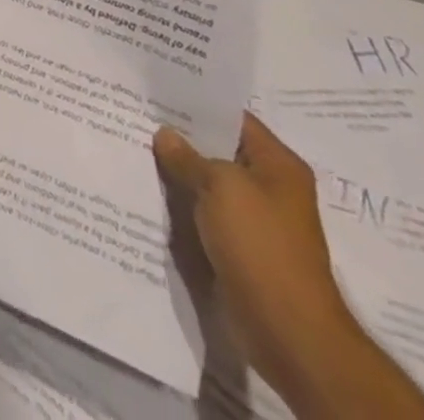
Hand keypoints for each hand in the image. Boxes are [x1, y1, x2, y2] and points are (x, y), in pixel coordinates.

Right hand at [153, 115, 362, 401]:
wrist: (288, 332)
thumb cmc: (261, 245)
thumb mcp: (220, 187)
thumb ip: (188, 157)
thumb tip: (164, 134)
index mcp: (278, 165)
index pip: (234, 119)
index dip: (198, 104)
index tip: (158, 91)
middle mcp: (270, 188)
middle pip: (219, 151)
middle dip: (182, 138)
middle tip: (137, 116)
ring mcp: (256, 221)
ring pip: (209, 185)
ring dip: (179, 174)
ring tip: (135, 148)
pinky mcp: (240, 249)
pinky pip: (206, 215)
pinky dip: (183, 205)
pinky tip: (151, 192)